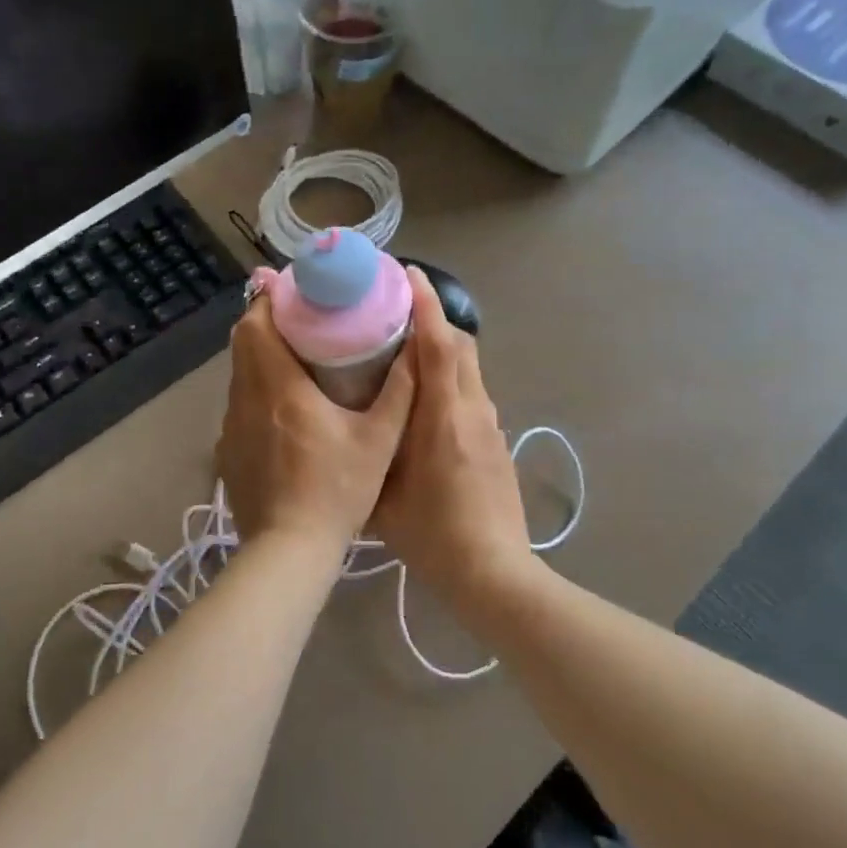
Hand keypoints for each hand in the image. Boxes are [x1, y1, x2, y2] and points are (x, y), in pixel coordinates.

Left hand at [218, 279, 416, 560]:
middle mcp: (246, 399)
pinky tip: (281, 411)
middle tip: (299, 319)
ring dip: (259, 358)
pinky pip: (237, 406)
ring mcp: (231, 427)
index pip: (257, 325)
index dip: (268, 300)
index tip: (290, 289)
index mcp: (280, 387)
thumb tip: (416, 345)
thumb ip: (400, 390)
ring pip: (239, 375)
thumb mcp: (379, 440)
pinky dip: (255, 393)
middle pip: (243, 343)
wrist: (290, 549)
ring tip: (294, 358)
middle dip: (265, 322)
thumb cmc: (338, 490)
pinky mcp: (227, 452)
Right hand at [373, 269, 530, 593]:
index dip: (426, 305)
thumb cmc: (432, 534)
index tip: (408, 275)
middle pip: (461, 346)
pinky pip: (472, 393)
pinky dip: (451, 379)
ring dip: (442, 350)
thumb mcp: (383, 494)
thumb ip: (370, 452)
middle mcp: (473, 410)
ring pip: (469, 369)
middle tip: (396, 313)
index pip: (440, 345)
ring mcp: (490, 425)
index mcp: (444, 417)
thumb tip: (350, 425)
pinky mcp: (496, 442)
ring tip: (405, 353)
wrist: (493, 572)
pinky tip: (425, 402)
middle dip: (433, 320)